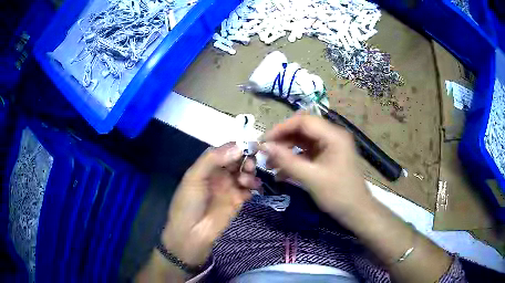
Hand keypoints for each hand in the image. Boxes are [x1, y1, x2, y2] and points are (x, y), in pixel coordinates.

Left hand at [161, 143, 259, 266]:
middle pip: (239, 160)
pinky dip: (253, 187)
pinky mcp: (239, 200)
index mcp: (208, 166)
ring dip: (250, 172)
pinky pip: (250, 189)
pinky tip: (250, 190)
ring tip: (245, 181)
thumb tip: (239, 146)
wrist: (192, 233)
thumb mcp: (194, 177)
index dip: (238, 147)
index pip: (226, 150)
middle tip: (249, 165)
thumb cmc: (188, 203)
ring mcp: (230, 187)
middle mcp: (220, 174)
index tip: (250, 146)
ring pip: (246, 172)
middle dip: (246, 159)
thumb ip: (213, 159)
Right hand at [260, 112, 371, 220]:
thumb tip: (265, 147)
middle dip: (282, 140)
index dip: (281, 128)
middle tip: (266, 153)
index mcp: (333, 135)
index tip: (263, 141)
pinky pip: (307, 153)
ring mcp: (330, 146)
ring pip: (302, 141)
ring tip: (270, 165)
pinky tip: (282, 173)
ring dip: (286, 150)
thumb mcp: (311, 178)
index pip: (303, 121)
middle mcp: (332, 136)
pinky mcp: (327, 157)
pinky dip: (294, 160)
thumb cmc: (338, 195)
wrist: (357, 212)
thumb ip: (287, 161)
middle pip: (302, 129)